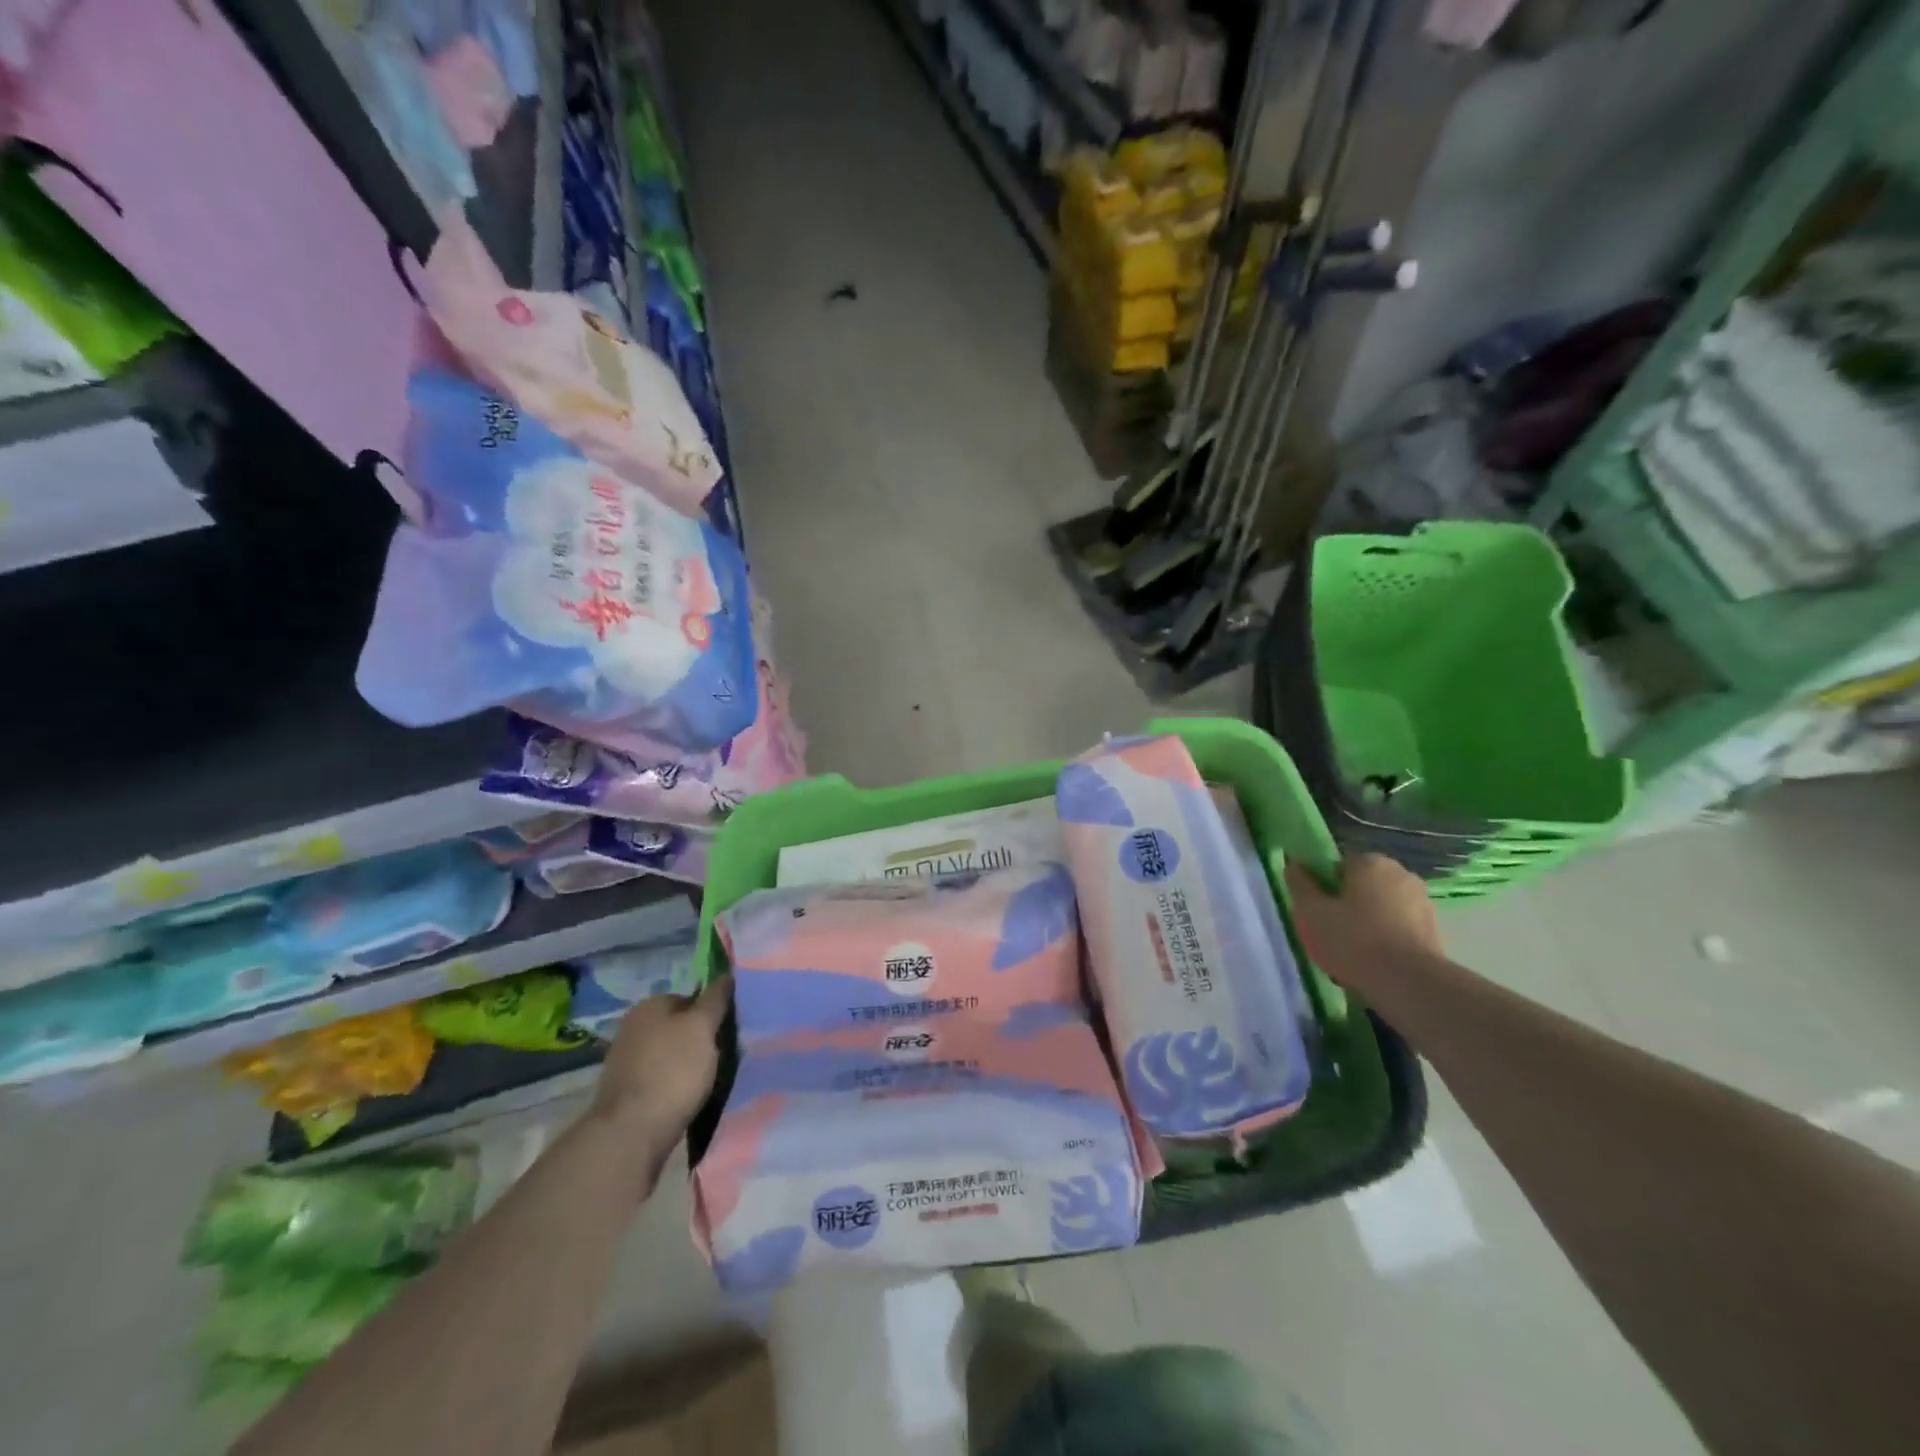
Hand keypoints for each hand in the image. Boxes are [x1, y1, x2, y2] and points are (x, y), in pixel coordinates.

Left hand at [591, 975, 730, 1149]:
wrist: (630, 1133)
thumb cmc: (672, 1071)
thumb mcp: (702, 1027)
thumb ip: (715, 999)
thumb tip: (725, 974)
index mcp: (649, 1005)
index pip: (690, 998)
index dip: (711, 1014)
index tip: (726, 1033)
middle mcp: (632, 1027)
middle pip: (679, 1027)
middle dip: (699, 1040)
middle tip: (721, 1058)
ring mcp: (625, 1061)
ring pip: (670, 1055)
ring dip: (688, 1065)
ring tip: (707, 1082)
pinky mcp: (625, 1092)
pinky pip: (659, 1079)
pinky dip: (673, 1086)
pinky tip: (686, 1099)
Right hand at [1284, 854, 1441, 995]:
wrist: (1409, 985)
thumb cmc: (1353, 941)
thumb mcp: (1310, 912)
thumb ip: (1299, 884)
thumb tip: (1295, 865)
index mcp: (1371, 862)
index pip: (1336, 865)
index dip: (1321, 886)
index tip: (1313, 910)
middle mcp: (1401, 874)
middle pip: (1360, 885)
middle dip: (1345, 904)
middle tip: (1328, 931)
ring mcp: (1422, 903)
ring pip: (1380, 908)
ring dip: (1365, 923)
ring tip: (1349, 953)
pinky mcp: (1434, 931)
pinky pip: (1397, 928)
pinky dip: (1384, 940)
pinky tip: (1372, 963)